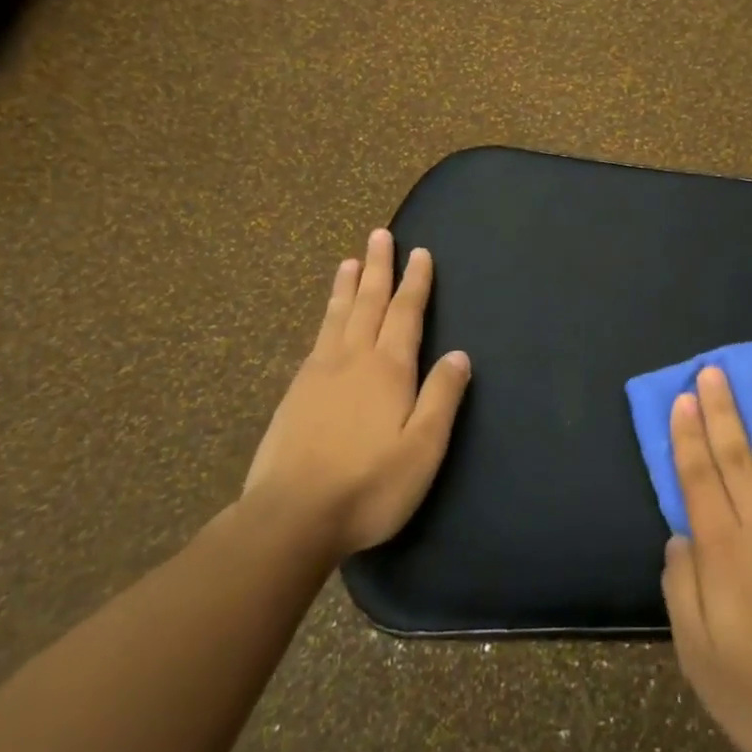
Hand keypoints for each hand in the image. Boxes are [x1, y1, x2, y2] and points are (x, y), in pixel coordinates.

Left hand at [243, 228, 470, 557]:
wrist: (291, 517)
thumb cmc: (369, 485)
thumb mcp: (423, 448)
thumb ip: (441, 397)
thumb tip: (460, 354)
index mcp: (388, 370)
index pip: (406, 314)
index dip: (415, 282)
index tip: (419, 252)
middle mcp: (353, 360)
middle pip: (369, 303)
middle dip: (379, 268)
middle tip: (380, 234)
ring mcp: (319, 374)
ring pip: (337, 317)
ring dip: (348, 286)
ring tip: (350, 260)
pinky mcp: (294, 393)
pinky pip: (317, 339)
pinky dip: (326, 316)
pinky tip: (327, 319)